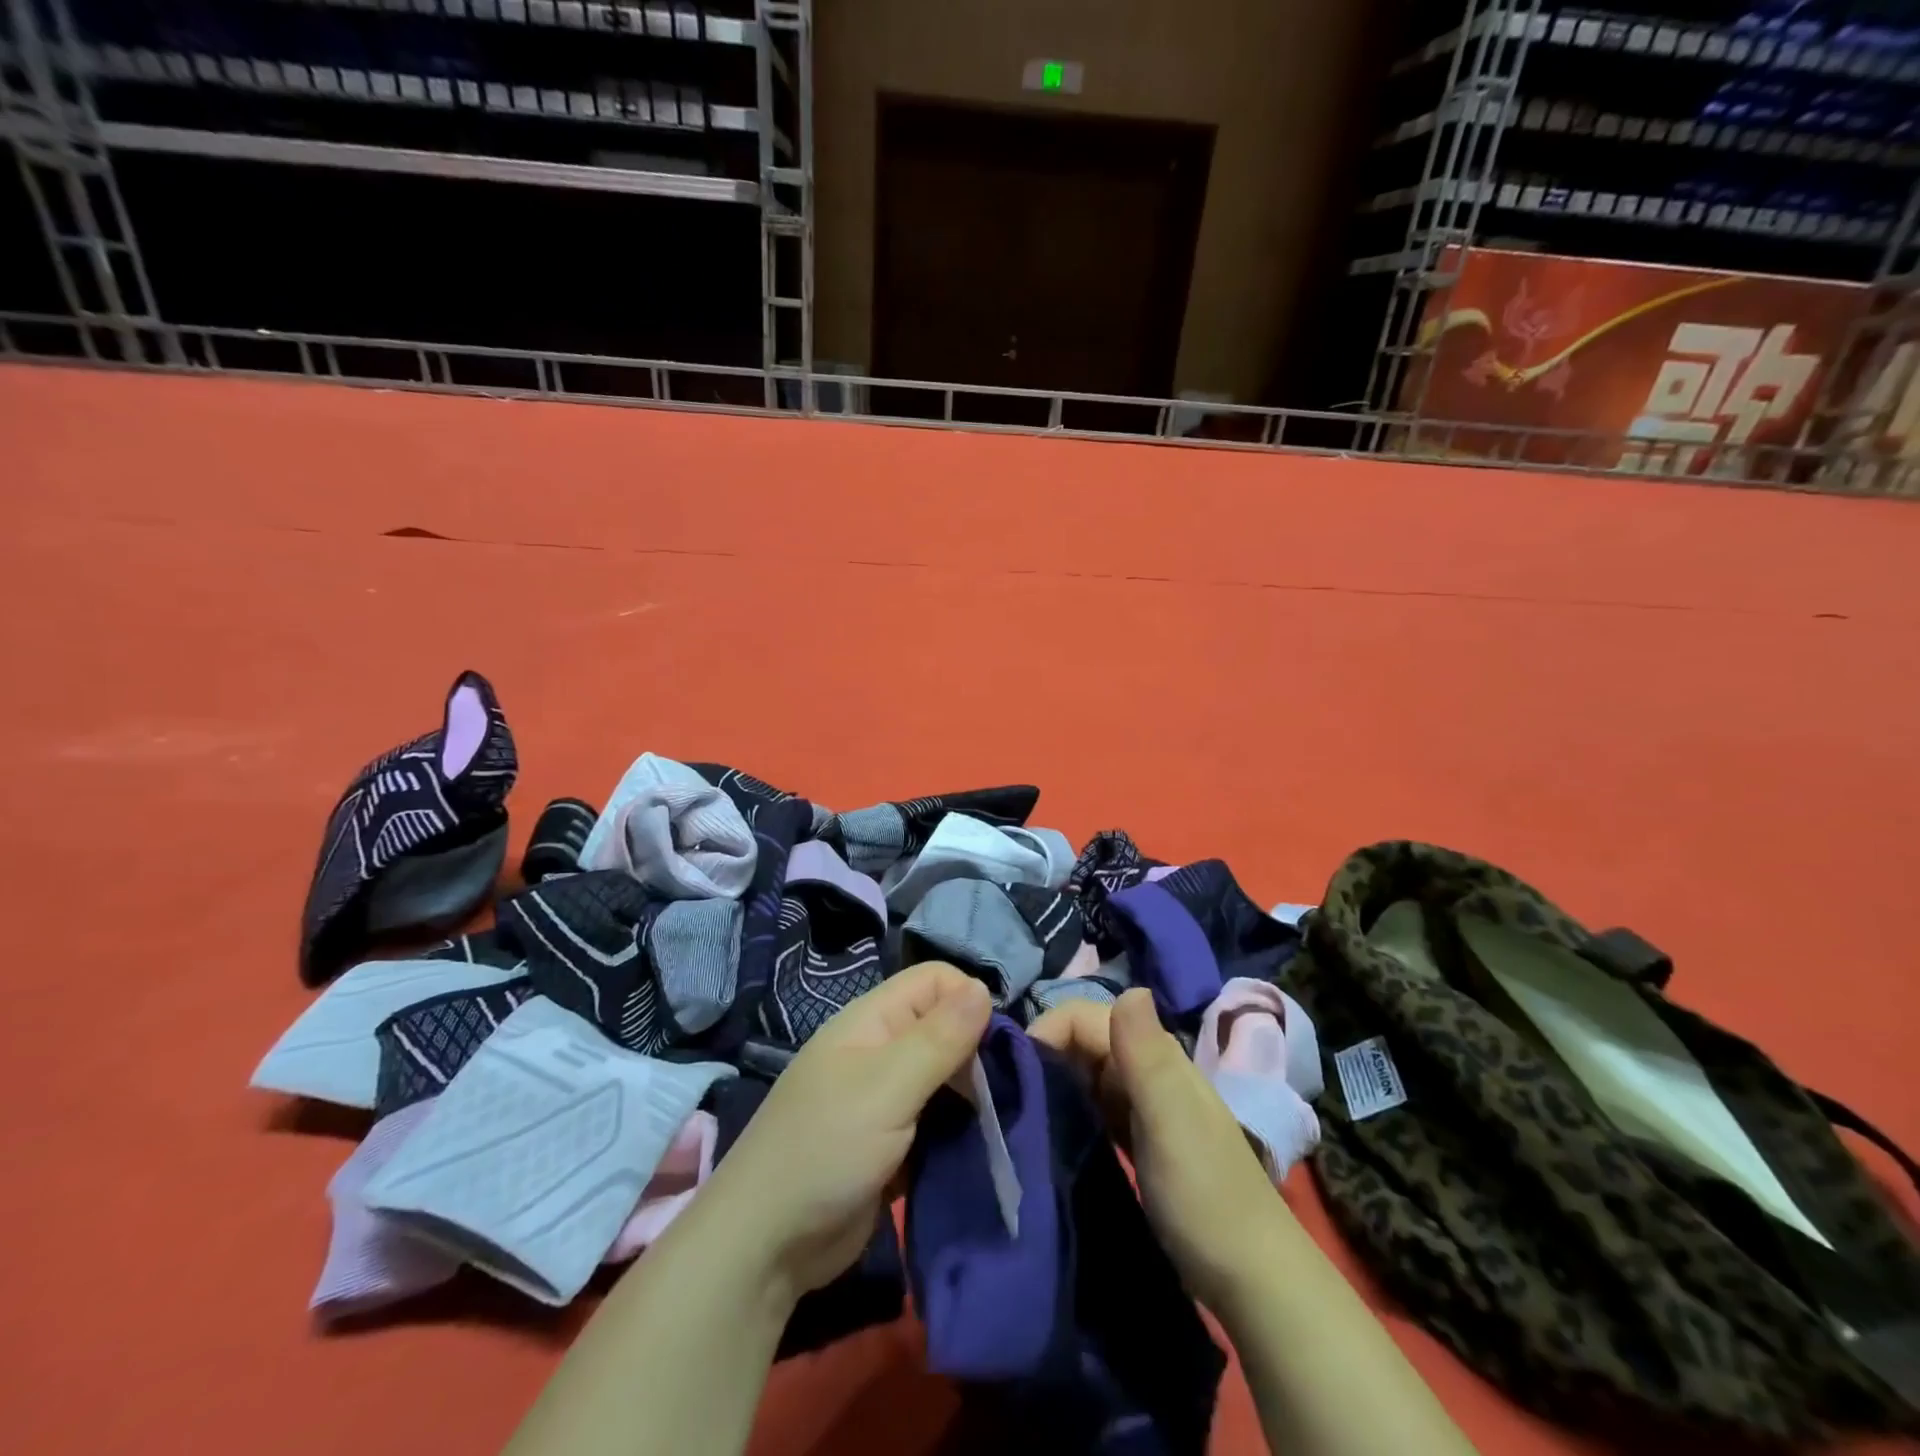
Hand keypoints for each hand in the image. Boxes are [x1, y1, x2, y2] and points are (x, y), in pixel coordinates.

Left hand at [696, 961, 991, 1308]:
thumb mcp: (888, 1087)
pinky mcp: (892, 1141)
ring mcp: (885, 1097)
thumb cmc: (826, 1148)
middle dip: (977, 1053)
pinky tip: (981, 1148)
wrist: (766, 1245)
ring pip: (945, 1075)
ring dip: (971, 1095)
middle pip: (945, 1027)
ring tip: (998, 1124)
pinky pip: (937, 1119)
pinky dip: (958, 1129)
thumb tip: (983, 987)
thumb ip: (939, 1037)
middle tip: (1001, 1095)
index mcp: (873, 1020)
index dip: (969, 1001)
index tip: (996, 1047)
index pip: (936, 981)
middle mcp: (881, 1049)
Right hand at [1030, 988, 1280, 1312]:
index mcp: (1155, 1055)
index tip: (1013, 1073)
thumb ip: (1148, 1054)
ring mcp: (1144, 1106)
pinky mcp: (1137, 1139)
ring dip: (1053, 1084)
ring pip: (1085, 1074)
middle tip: (1009, 1097)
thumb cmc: (1206, 1197)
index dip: (1047, 1031)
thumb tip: (1130, 986)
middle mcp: (1147, 1069)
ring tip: (1020, 1114)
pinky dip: (1070, 1111)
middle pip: (1083, 1041)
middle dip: (1044, 1057)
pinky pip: (1093, 1107)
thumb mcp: (1172, 1121)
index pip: (1085, 1016)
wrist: (1253, 1281)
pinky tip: (1050, 1132)